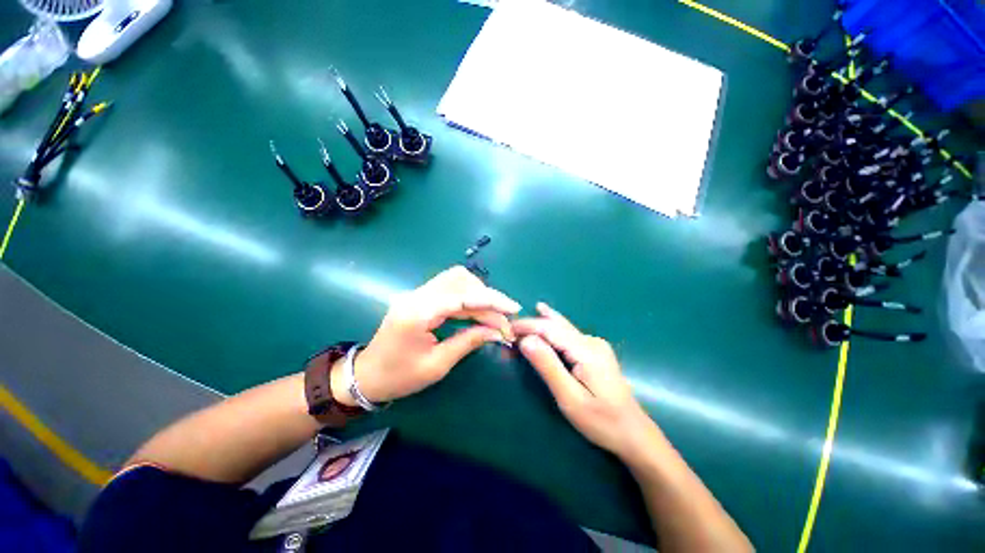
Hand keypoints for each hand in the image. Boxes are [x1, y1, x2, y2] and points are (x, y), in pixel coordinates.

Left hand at [338, 266, 520, 404]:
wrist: (366, 376)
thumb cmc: (400, 377)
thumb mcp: (438, 365)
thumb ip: (469, 341)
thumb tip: (497, 331)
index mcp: (417, 313)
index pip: (462, 296)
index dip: (491, 300)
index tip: (513, 308)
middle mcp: (416, 295)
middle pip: (460, 279)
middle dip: (487, 296)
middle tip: (503, 319)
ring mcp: (417, 293)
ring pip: (456, 280)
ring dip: (479, 294)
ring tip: (493, 316)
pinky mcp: (420, 297)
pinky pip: (450, 288)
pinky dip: (468, 297)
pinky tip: (478, 312)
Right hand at [512, 303, 659, 461]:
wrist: (634, 433)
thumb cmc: (601, 421)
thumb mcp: (570, 398)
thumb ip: (548, 366)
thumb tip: (526, 340)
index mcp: (587, 351)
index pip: (550, 328)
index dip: (527, 326)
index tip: (506, 330)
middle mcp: (591, 341)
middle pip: (556, 325)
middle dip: (531, 325)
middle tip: (508, 331)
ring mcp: (595, 344)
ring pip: (561, 328)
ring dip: (539, 327)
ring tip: (519, 325)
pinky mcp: (595, 350)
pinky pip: (568, 335)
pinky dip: (550, 331)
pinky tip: (544, 314)